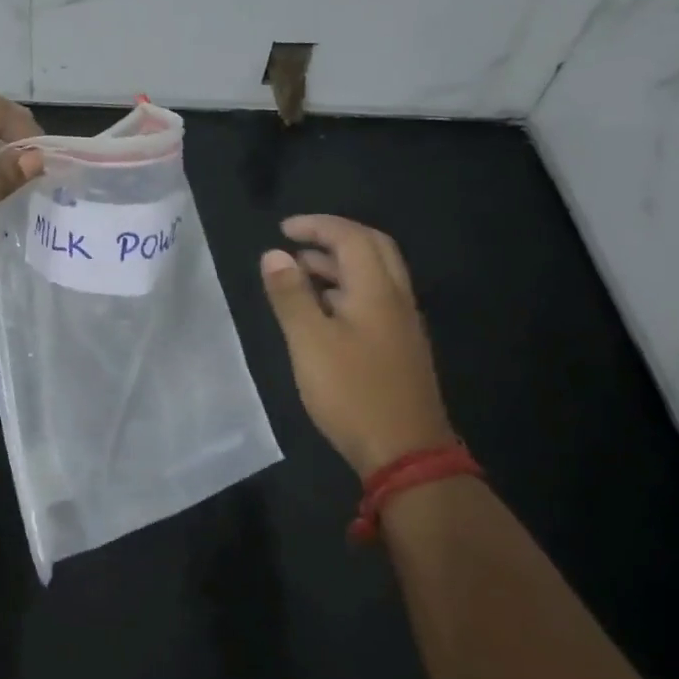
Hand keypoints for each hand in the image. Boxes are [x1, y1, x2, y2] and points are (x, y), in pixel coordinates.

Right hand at [260, 215, 455, 477]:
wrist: (405, 452)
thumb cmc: (351, 392)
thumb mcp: (309, 341)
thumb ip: (290, 295)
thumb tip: (274, 254)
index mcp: (377, 291)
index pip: (351, 237)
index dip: (317, 226)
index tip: (283, 229)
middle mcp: (397, 299)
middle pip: (373, 248)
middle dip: (334, 237)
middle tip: (297, 242)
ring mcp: (402, 324)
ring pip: (376, 274)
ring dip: (340, 263)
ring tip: (300, 272)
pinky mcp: (400, 346)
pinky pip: (376, 298)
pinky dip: (347, 287)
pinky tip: (324, 310)